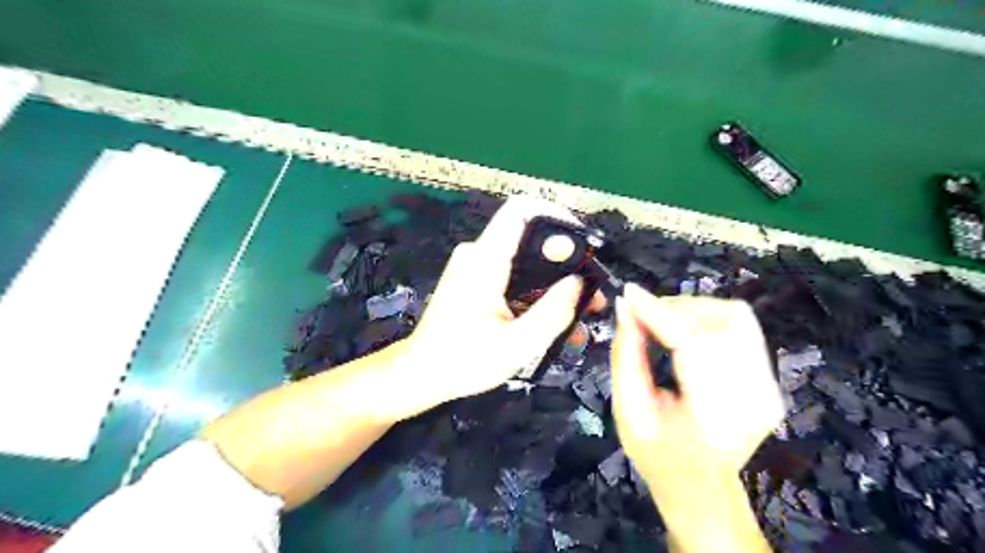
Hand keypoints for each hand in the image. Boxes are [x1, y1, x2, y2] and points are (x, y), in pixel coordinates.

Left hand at [398, 198, 583, 411]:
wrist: (422, 374)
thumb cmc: (464, 361)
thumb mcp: (518, 344)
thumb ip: (553, 311)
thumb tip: (580, 282)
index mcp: (485, 261)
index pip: (521, 210)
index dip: (556, 215)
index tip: (583, 243)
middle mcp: (478, 254)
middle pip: (530, 236)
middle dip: (565, 259)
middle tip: (591, 288)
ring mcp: (475, 266)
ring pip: (525, 258)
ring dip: (554, 279)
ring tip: (581, 307)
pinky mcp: (475, 279)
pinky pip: (513, 274)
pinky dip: (536, 289)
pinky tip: (554, 314)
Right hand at [613, 287, 781, 549]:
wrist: (702, 488)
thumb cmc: (658, 456)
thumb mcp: (628, 412)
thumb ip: (626, 356)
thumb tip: (624, 308)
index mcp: (716, 416)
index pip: (692, 342)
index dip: (658, 312)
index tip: (628, 293)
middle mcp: (755, 396)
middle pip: (722, 320)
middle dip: (675, 308)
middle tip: (642, 315)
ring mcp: (770, 386)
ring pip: (736, 316)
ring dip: (693, 309)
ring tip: (661, 321)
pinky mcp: (770, 378)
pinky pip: (741, 327)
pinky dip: (708, 318)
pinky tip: (683, 331)